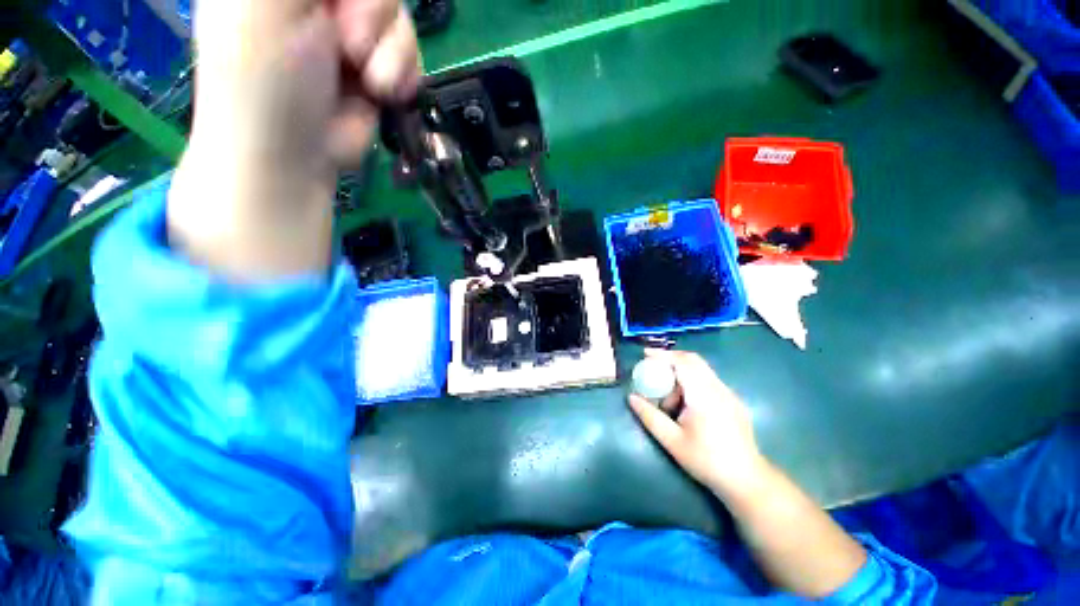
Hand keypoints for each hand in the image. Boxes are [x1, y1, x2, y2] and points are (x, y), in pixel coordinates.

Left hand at [170, 0, 420, 278]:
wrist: (295, 154)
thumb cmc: (267, 78)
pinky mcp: (378, 66)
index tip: (337, 8)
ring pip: (400, 17)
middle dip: (374, 15)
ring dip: (393, 53)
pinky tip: (385, 93)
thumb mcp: (270, 1)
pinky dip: (405, 75)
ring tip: (370, 81)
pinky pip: (411, 53)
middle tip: (349, 47)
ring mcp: (353, 30)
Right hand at [628, 349, 766, 497]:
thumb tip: (631, 397)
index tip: (645, 354)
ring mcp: (729, 394)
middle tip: (653, 368)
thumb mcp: (672, 441)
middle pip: (693, 361)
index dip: (663, 355)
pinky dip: (692, 382)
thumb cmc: (706, 461)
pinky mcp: (733, 401)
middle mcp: (718, 389)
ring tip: (668, 398)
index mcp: (704, 396)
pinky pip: (709, 381)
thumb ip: (650, 417)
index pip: (682, 363)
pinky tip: (685, 404)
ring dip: (681, 374)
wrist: (746, 480)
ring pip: (702, 370)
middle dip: (671, 359)